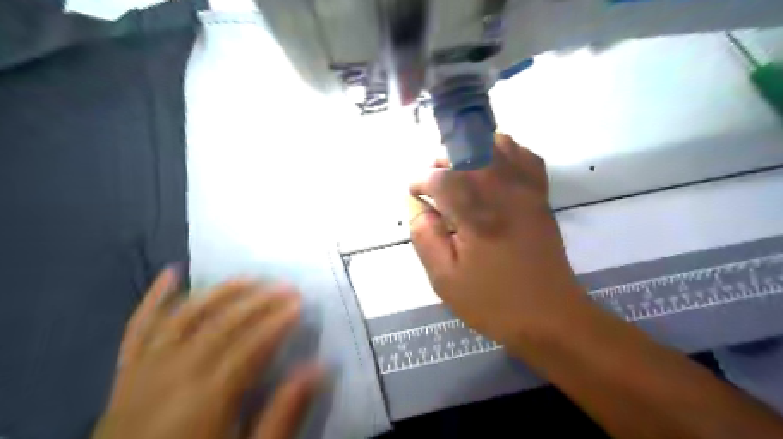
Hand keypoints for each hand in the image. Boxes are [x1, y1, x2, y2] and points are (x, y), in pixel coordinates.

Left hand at [93, 267, 322, 438]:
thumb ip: (282, 415)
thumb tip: (318, 369)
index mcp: (206, 399)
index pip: (250, 345)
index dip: (277, 321)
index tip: (301, 303)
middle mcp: (173, 375)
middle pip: (221, 324)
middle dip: (258, 300)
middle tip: (286, 285)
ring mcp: (145, 372)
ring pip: (185, 317)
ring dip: (219, 292)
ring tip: (248, 277)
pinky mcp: (125, 376)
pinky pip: (138, 330)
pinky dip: (154, 300)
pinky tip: (170, 273)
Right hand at [410, 133, 586, 345]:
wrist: (549, 316)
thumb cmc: (492, 301)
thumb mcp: (445, 277)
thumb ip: (425, 236)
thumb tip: (416, 205)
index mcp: (477, 215)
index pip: (440, 178)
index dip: (421, 181)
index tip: (414, 193)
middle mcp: (503, 192)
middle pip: (468, 151)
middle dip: (443, 161)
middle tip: (433, 184)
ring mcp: (527, 190)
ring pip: (497, 145)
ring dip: (472, 152)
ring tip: (460, 173)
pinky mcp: (541, 196)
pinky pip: (525, 157)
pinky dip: (505, 153)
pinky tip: (492, 170)